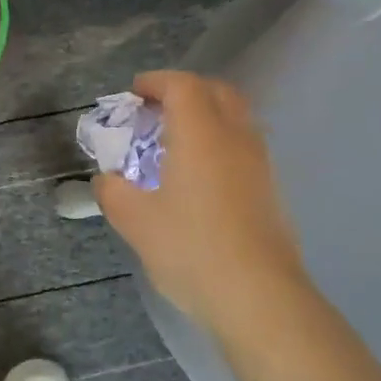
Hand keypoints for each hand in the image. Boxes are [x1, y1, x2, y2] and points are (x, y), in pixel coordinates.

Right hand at [94, 70, 307, 330]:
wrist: (260, 298)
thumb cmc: (191, 249)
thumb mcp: (135, 221)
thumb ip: (113, 192)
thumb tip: (107, 180)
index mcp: (201, 134)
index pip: (183, 85)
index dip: (157, 82)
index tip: (135, 94)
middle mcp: (235, 137)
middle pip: (217, 91)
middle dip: (186, 91)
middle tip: (158, 111)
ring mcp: (260, 163)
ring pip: (237, 118)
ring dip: (208, 116)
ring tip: (179, 142)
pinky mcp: (273, 190)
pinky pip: (245, 146)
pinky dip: (222, 142)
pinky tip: (203, 176)